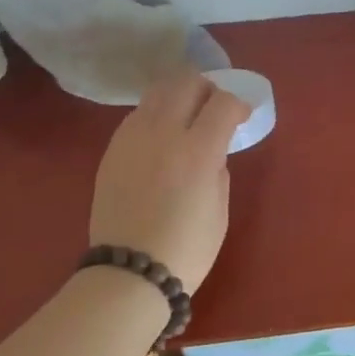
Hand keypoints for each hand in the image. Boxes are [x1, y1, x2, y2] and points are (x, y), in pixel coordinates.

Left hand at [88, 72, 250, 290]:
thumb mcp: (219, 208)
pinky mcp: (112, 149)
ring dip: (178, 95)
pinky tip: (161, 137)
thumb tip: (212, 150)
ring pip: (158, 91)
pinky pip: (137, 114)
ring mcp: (133, 137)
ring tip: (186, 117)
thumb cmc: (186, 248)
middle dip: (207, 88)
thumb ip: (218, 168)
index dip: (238, 104)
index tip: (242, 116)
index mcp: (197, 150)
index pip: (223, 102)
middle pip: (186, 82)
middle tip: (214, 108)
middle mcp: (163, 133)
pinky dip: (155, 114)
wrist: (129, 273)